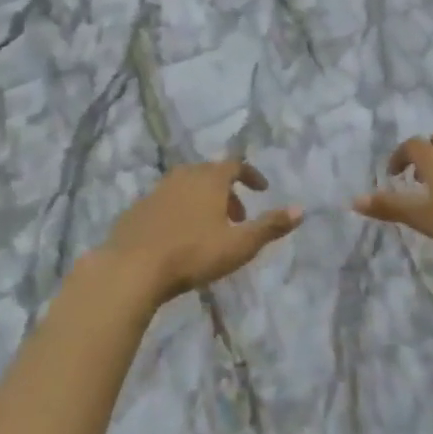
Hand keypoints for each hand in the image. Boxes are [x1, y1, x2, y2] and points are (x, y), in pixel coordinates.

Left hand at [102, 160, 302, 303]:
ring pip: (186, 187)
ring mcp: (156, 191)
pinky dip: (178, 212)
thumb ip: (270, 226)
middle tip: (237, 216)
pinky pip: (165, 203)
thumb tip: (301, 209)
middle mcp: (183, 176)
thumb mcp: (239, 245)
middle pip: (210, 174)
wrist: (131, 268)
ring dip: (202, 201)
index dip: (251, 175)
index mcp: (209, 179)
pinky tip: (177, 238)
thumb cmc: (193, 253)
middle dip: (227, 191)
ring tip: (209, 228)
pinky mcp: (136, 210)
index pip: (236, 165)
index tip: (262, 190)